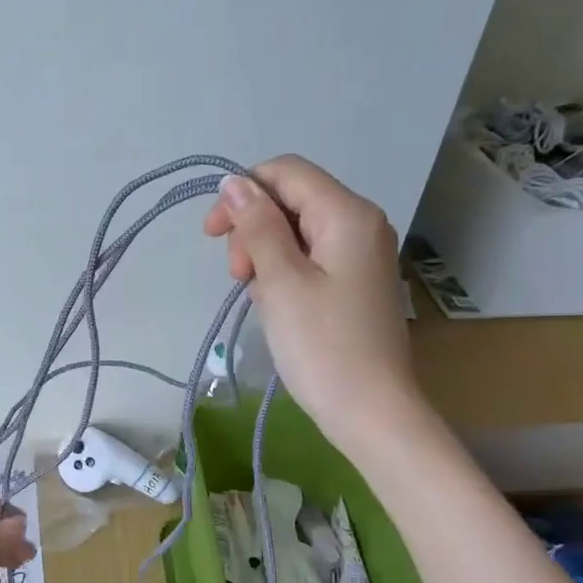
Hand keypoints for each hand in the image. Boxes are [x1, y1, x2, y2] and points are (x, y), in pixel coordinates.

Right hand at [201, 155, 423, 451]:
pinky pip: (311, 257)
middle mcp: (361, 224)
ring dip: (265, 253)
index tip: (212, 235)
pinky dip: (284, 271)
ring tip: (258, 296)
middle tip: (239, 277)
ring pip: (297, 230)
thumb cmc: (321, 346)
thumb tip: (235, 182)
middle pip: (292, 199)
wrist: (370, 410)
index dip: (242, 193)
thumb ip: (257, 226)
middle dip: (253, 228)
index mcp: (347, 215)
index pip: (286, 172)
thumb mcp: (280, 281)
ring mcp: (362, 254)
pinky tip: (276, 303)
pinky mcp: (355, 282)